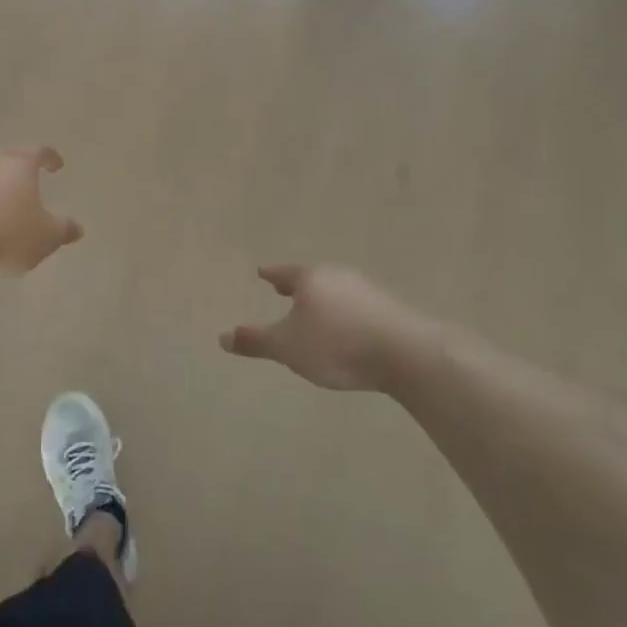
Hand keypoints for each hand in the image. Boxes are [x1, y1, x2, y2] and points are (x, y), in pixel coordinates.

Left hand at [0, 146, 83, 274]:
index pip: (38, 152)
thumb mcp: (46, 236)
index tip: (57, 165)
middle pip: (6, 159)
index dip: (50, 158)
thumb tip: (76, 227)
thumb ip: (63, 230)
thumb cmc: (6, 233)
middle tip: (28, 179)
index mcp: (18, 166)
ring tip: (6, 207)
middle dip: (18, 168)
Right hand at [221, 264, 411, 393]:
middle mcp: (339, 277)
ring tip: (313, 311)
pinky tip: (344, 328)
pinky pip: (356, 307)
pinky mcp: (389, 310)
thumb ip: (255, 341)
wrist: (405, 353)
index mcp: (311, 278)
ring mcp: (367, 291)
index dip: (272, 274)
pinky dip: (343, 313)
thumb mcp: (287, 347)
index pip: (285, 272)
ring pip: (335, 291)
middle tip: (282, 288)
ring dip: (322, 300)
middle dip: (297, 285)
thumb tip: (221, 337)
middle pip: (312, 278)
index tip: (262, 272)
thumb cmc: (336, 344)